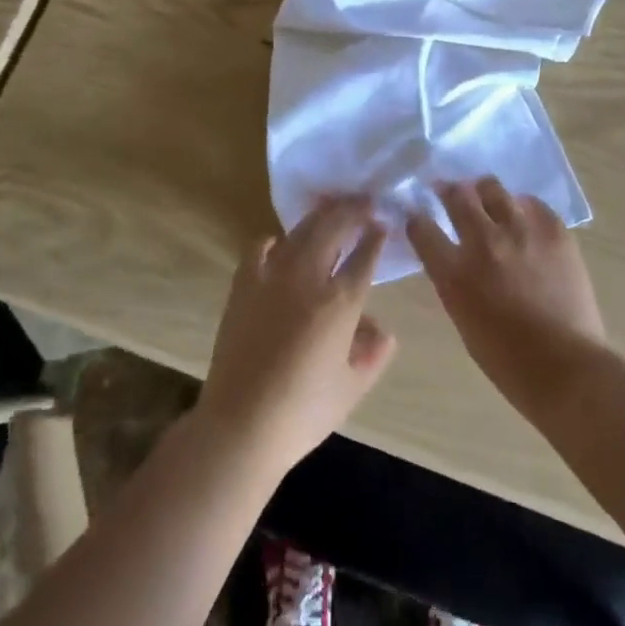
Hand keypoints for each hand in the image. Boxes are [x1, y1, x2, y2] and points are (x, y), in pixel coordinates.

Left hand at [197, 197, 396, 479]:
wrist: (241, 424)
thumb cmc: (303, 412)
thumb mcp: (352, 388)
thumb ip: (373, 354)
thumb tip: (383, 331)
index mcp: (340, 302)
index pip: (364, 257)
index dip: (375, 237)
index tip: (382, 223)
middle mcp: (308, 278)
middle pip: (333, 228)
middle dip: (351, 210)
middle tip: (363, 201)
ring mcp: (272, 277)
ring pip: (300, 232)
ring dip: (319, 218)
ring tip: (330, 211)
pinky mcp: (243, 285)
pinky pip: (259, 250)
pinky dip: (273, 242)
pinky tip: (278, 243)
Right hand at [408, 177, 608, 420]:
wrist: (567, 369)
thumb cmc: (507, 360)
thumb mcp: (462, 318)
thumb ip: (453, 280)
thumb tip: (452, 257)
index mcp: (454, 272)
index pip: (421, 227)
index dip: (416, 217)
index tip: (417, 215)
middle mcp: (483, 242)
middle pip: (456, 196)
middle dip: (448, 191)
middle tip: (449, 192)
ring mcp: (520, 231)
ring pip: (492, 188)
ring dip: (483, 192)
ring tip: (486, 197)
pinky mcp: (554, 230)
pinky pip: (532, 203)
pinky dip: (522, 207)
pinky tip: (523, 216)